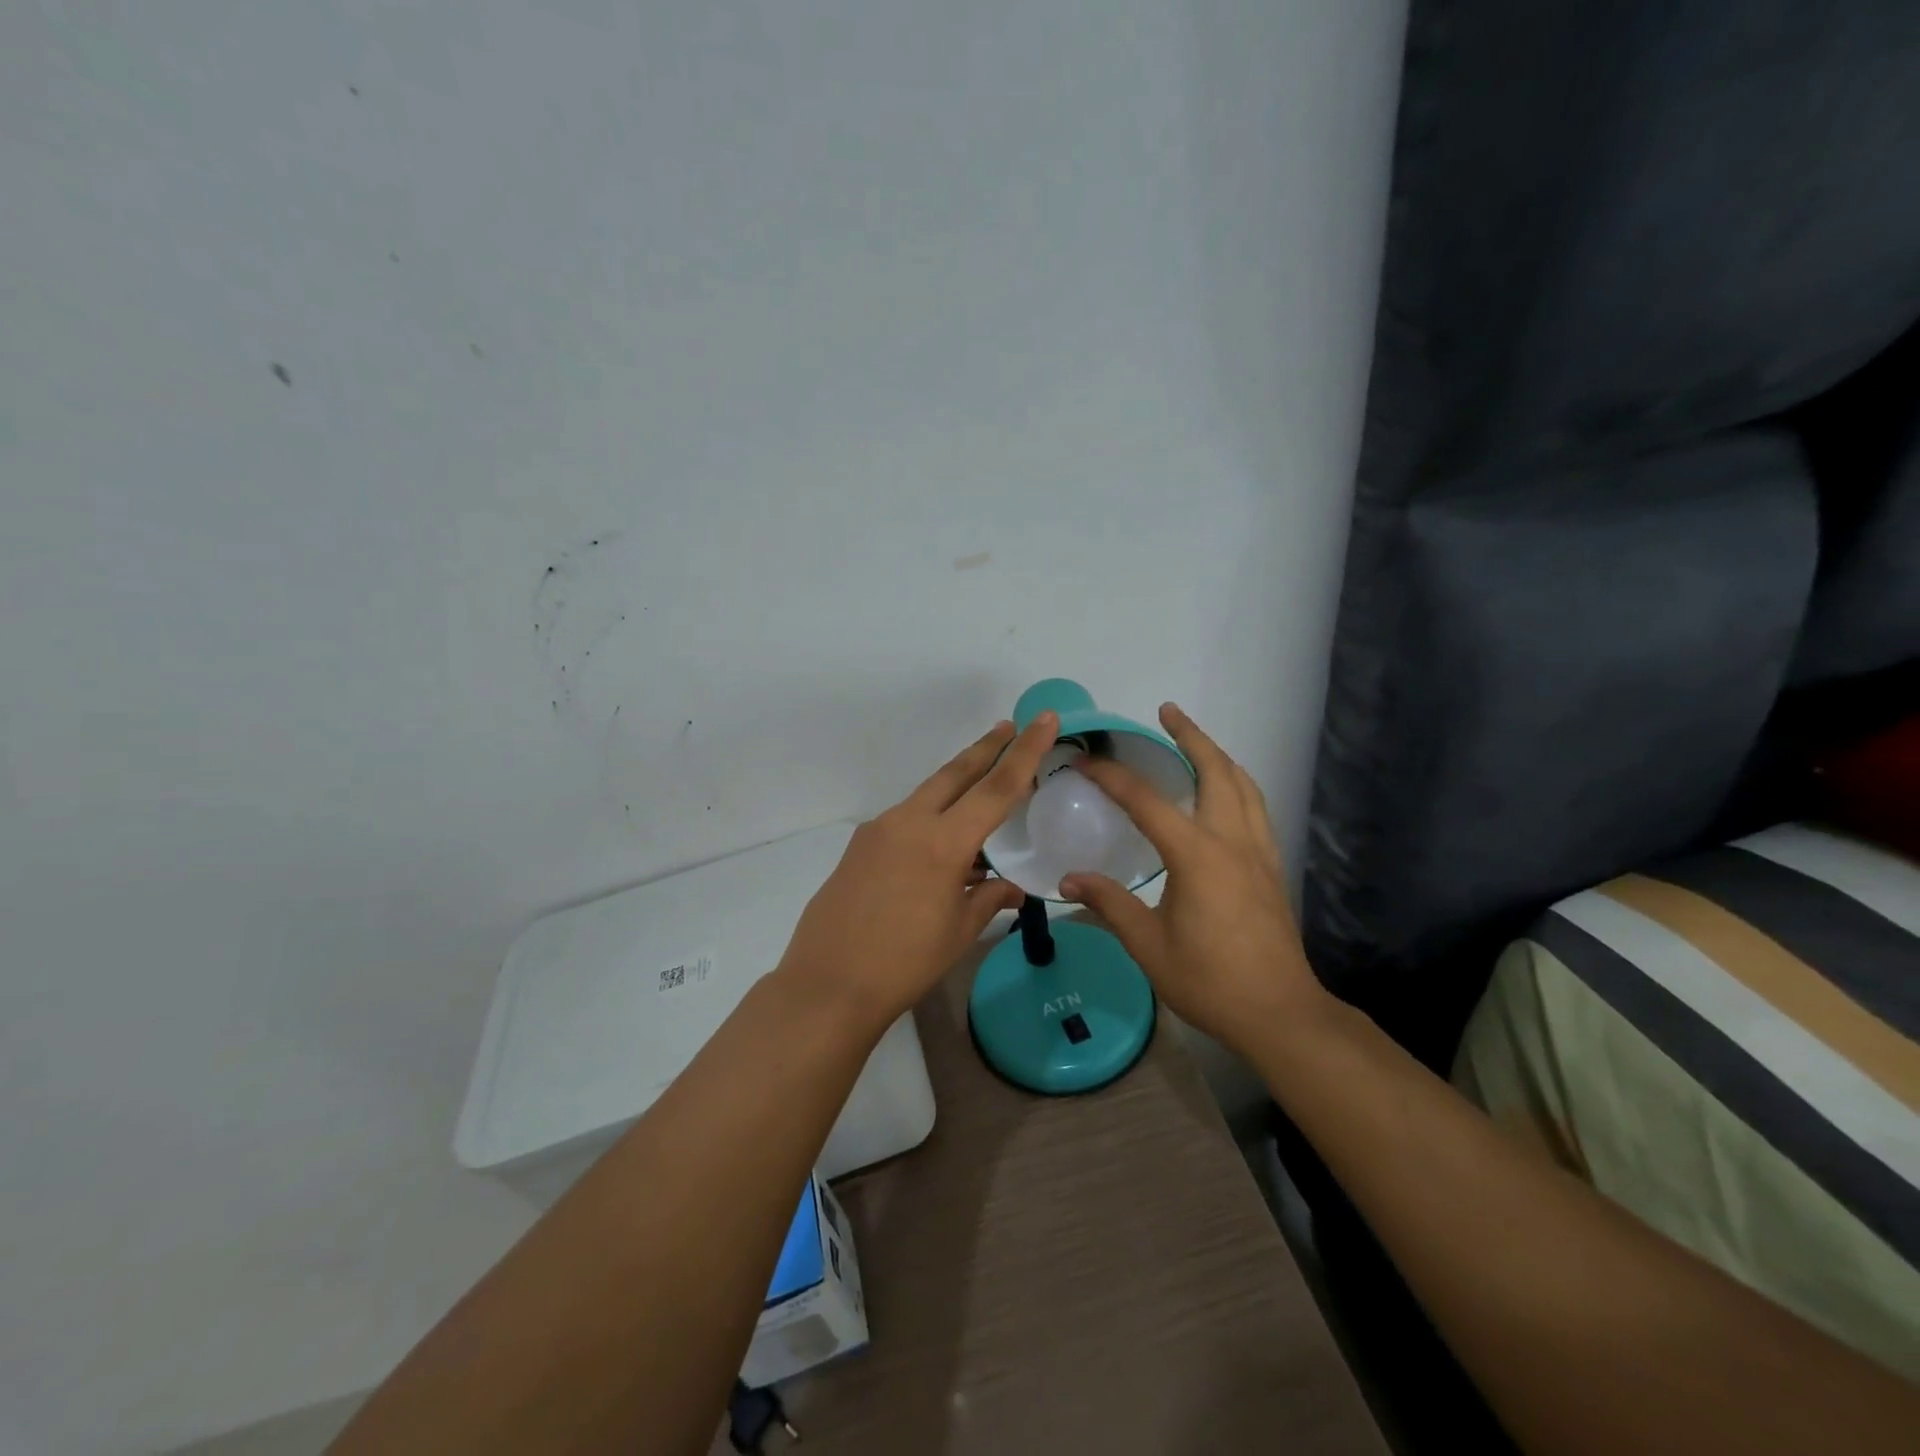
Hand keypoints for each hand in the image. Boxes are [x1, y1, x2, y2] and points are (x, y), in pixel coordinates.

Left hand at [777, 712, 1060, 1030]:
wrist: (829, 984)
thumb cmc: (904, 963)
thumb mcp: (958, 931)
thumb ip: (988, 898)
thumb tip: (1011, 888)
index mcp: (942, 842)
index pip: (996, 788)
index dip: (1025, 752)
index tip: (1043, 719)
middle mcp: (909, 822)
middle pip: (956, 773)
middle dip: (986, 748)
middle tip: (1009, 726)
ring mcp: (879, 830)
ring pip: (928, 794)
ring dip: (957, 784)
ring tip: (981, 786)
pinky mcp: (860, 844)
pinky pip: (906, 819)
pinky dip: (931, 817)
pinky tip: (940, 843)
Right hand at [1059, 704, 1323, 1056]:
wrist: (1279, 1013)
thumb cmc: (1209, 980)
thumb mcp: (1148, 945)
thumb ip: (1110, 904)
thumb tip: (1069, 879)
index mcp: (1197, 854)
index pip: (1146, 800)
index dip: (1111, 776)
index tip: (1084, 761)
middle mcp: (1232, 840)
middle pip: (1216, 770)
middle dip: (1191, 736)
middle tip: (1168, 712)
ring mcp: (1259, 851)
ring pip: (1244, 785)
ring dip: (1219, 756)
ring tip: (1196, 743)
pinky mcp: (1272, 867)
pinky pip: (1256, 807)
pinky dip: (1238, 784)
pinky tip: (1226, 793)